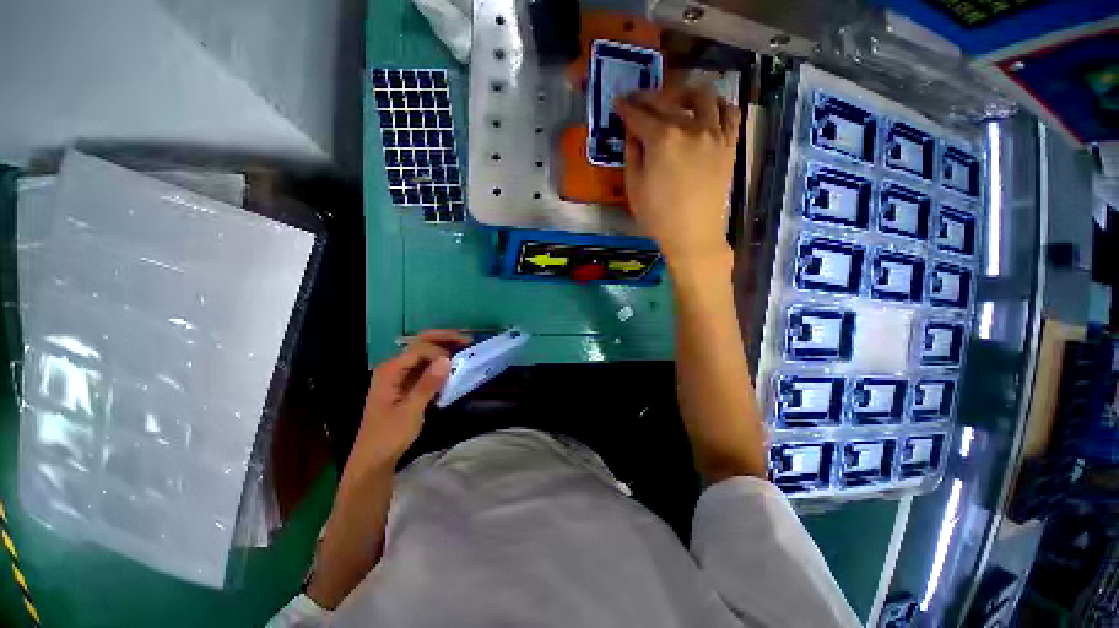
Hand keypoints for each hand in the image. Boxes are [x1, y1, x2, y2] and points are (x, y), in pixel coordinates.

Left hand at [351, 329, 471, 466]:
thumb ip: (428, 384)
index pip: (419, 349)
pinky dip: (440, 364)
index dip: (440, 351)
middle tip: (467, 339)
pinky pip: (425, 367)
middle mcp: (394, 367)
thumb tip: (446, 359)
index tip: (457, 363)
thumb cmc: (389, 436)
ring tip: (464, 347)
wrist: (374, 459)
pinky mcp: (406, 384)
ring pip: (424, 353)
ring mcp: (400, 375)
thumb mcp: (410, 411)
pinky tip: (453, 365)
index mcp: (390, 370)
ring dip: (444, 348)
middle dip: (444, 338)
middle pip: (420, 343)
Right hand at [616, 85, 740, 267]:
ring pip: (703, 97)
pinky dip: (718, 105)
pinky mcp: (729, 145)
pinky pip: (730, 113)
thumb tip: (632, 132)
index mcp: (662, 138)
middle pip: (668, 101)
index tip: (619, 103)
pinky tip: (708, 110)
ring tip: (676, 99)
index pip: (640, 115)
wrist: (693, 235)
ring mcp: (714, 134)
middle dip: (648, 97)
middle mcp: (690, 127)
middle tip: (638, 100)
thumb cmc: (658, 216)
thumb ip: (632, 153)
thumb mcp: (634, 186)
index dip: (626, 108)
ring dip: (684, 93)